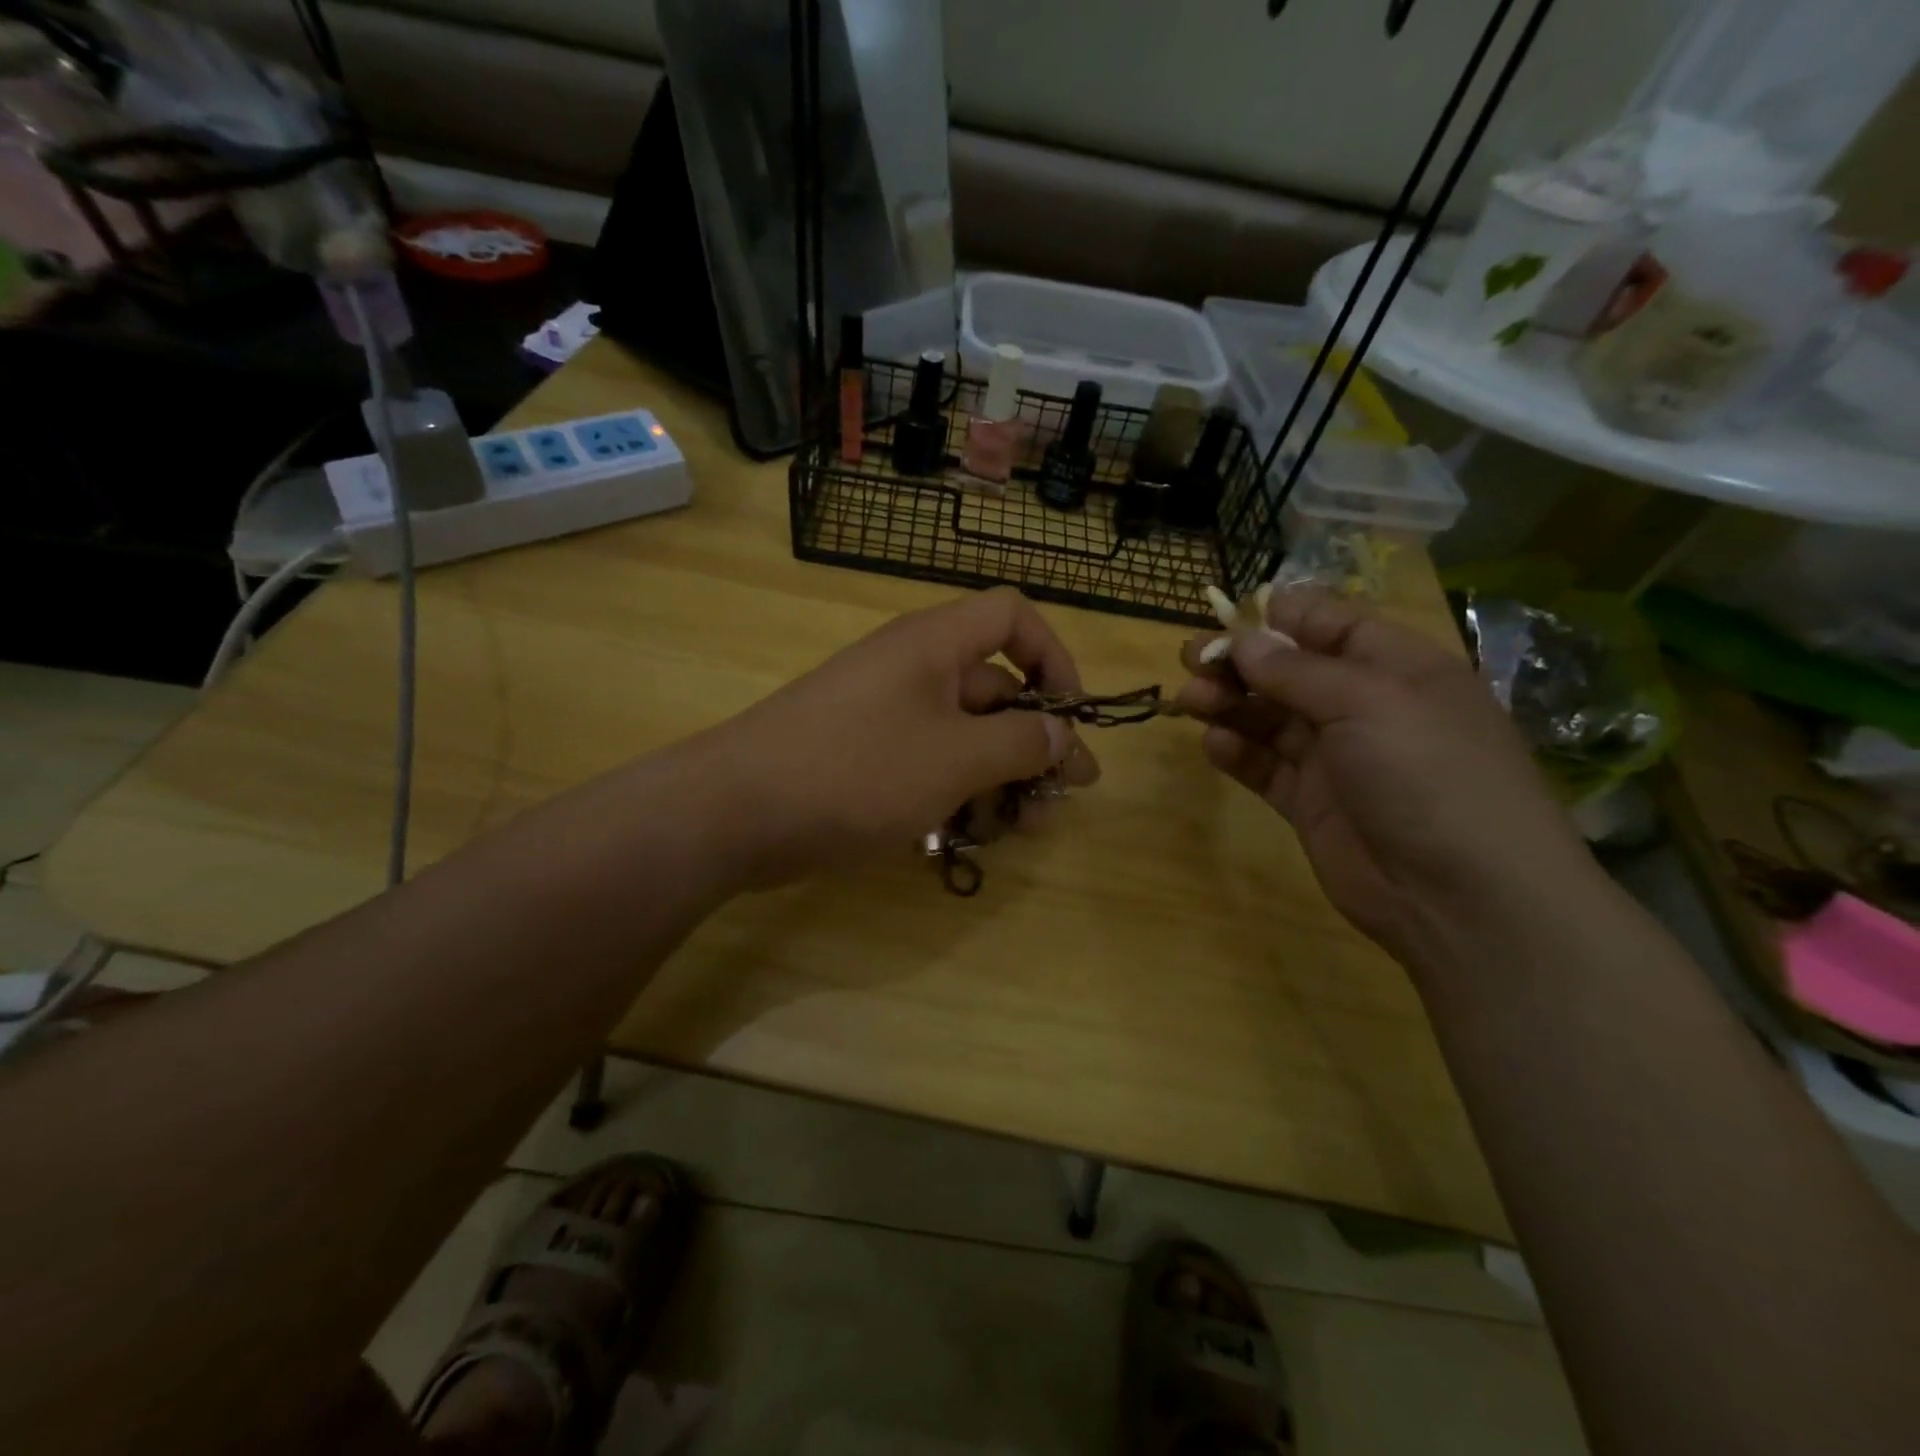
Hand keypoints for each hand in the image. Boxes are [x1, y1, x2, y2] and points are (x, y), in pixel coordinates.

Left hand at [697, 588, 1099, 887]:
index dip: (1053, 656)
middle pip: (995, 690)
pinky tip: (966, 840)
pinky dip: (954, 797)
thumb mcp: (956, 758)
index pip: (1012, 616)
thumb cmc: (858, 770)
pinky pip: (926, 766)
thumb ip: (1022, 743)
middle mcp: (913, 670)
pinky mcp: (864, 759)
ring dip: (999, 781)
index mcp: (935, 645)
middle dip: (1035, 745)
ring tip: (1020, 832)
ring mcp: (885, 717)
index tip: (1070, 716)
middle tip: (1061, 801)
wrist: (737, 812)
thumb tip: (1063, 733)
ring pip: (963, 738)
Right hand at [1175, 589, 1589, 963]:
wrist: (1461, 897)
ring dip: (1229, 703)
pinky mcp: (1309, 802)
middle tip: (1191, 660)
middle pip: (1290, 671)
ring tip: (1190, 701)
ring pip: (1269, 717)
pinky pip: (1264, 766)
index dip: (1283, 617)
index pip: (1334, 625)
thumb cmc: (1429, 775)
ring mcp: (1335, 758)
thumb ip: (1298, 671)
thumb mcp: (1368, 704)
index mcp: (1397, 669)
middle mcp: (1364, 708)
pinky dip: (1237, 751)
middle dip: (1240, 661)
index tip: (1230, 616)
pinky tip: (1215, 744)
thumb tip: (1244, 640)